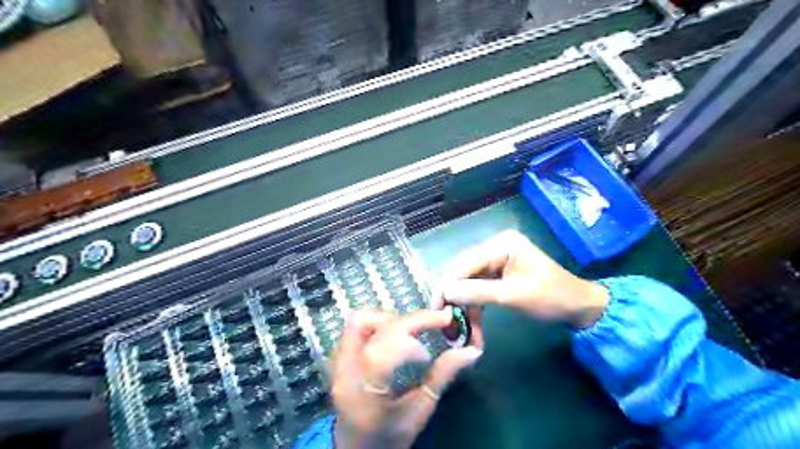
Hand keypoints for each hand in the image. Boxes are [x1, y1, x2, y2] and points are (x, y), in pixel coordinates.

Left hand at [332, 310, 479, 445]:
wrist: (356, 447)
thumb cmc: (389, 436)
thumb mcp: (419, 412)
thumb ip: (441, 377)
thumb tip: (471, 351)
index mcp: (364, 393)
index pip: (380, 353)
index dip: (408, 343)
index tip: (429, 352)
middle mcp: (345, 371)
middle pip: (370, 327)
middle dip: (407, 320)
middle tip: (436, 321)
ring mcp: (338, 360)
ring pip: (360, 319)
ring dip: (391, 318)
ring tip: (415, 329)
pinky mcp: (339, 355)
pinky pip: (357, 326)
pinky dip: (381, 322)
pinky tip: (398, 333)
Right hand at [435, 229, 610, 328]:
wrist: (580, 308)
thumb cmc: (552, 297)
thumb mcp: (514, 295)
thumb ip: (478, 292)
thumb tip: (445, 292)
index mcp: (501, 244)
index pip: (465, 262)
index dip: (448, 284)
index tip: (435, 306)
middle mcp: (495, 249)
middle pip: (464, 273)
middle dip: (454, 299)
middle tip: (444, 322)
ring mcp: (496, 263)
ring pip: (469, 285)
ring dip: (464, 308)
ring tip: (457, 331)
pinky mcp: (498, 277)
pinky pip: (479, 291)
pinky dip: (474, 309)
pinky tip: (471, 328)